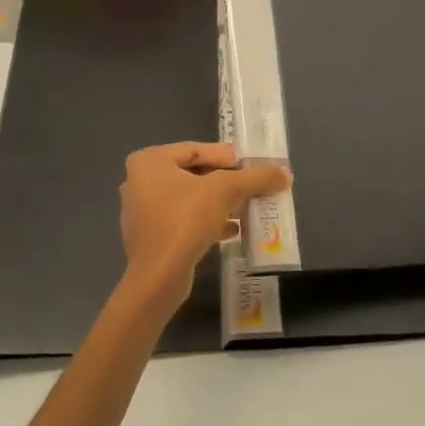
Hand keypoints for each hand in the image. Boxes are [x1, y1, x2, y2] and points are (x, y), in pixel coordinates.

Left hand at [119, 142, 289, 306]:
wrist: (159, 276)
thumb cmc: (186, 219)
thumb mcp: (227, 190)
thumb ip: (256, 178)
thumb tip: (285, 173)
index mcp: (149, 161)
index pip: (196, 149)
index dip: (226, 156)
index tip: (249, 166)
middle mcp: (138, 181)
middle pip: (192, 174)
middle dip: (224, 181)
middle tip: (249, 186)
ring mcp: (141, 212)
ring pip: (188, 199)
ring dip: (217, 203)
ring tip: (245, 208)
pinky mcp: (149, 238)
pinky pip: (182, 220)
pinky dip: (205, 221)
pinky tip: (232, 231)